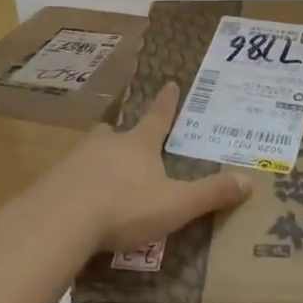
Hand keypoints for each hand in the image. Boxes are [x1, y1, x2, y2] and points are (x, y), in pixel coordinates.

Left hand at [43, 83, 252, 254]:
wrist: (60, 220)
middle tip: (127, 138)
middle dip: (124, 135)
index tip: (170, 82)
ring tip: (105, 174)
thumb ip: (210, 193)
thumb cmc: (125, 207)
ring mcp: (75, 160)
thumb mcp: (176, 204)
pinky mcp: (52, 182)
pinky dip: (79, 185)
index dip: (166, 102)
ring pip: (91, 153)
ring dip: (100, 160)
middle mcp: (106, 144)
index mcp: (138, 144)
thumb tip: (249, 180)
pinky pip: (70, 178)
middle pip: (116, 132)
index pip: (157, 117)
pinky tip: (80, 202)